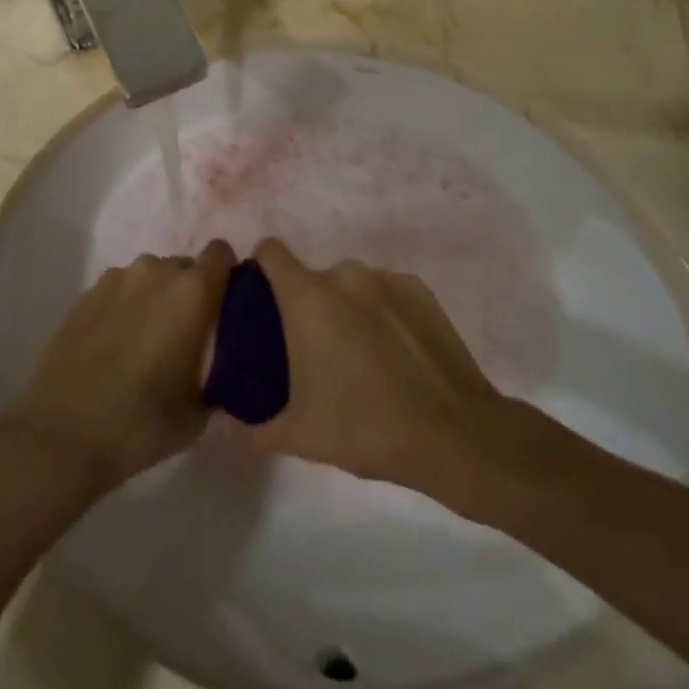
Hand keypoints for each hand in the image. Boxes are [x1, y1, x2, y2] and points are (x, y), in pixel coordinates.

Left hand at [0, 241, 237, 492]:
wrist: (61, 436)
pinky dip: (124, 308)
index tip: (222, 308)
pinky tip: (112, 346)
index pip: (222, 253)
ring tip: (143, 342)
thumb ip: (217, 376)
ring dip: (155, 299)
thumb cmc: (141, 423)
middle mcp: (156, 271)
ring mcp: (116, 278)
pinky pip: (119, 290)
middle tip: (183, 336)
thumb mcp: (199, 413)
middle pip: (184, 267)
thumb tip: (220, 371)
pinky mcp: (85, 293)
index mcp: (192, 291)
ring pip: (149, 277)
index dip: (225, 276)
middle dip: (189, 293)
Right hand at [246, 239, 502, 489]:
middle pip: (313, 277)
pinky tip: (396, 355)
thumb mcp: (300, 436)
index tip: (263, 302)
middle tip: (315, 353)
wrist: (454, 434)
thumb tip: (234, 429)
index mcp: (308, 297)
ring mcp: (386, 278)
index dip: (261, 268)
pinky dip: (382, 313)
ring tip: (361, 357)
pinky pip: (386, 293)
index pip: (271, 251)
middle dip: (309, 307)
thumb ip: (256, 429)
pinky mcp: (420, 289)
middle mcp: (345, 274)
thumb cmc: (366, 427)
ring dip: (347, 310)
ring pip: (351, 286)